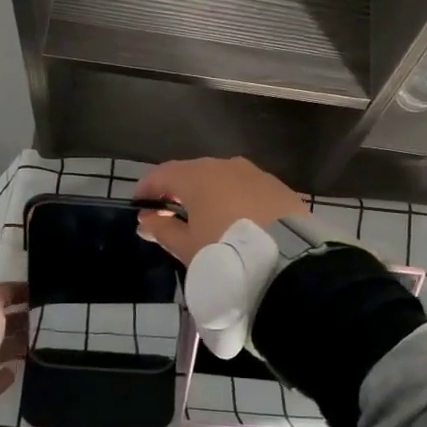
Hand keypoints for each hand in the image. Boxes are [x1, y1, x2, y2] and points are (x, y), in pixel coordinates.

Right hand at [133, 157, 310, 266]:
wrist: (288, 261)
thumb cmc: (225, 252)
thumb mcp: (187, 248)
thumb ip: (163, 231)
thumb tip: (147, 221)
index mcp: (197, 176)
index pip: (163, 174)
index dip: (147, 189)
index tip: (138, 206)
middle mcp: (225, 166)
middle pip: (193, 173)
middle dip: (178, 191)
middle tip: (169, 214)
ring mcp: (255, 174)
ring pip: (223, 179)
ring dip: (209, 194)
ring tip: (204, 219)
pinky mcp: (278, 187)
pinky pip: (247, 189)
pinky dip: (235, 200)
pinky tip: (235, 220)